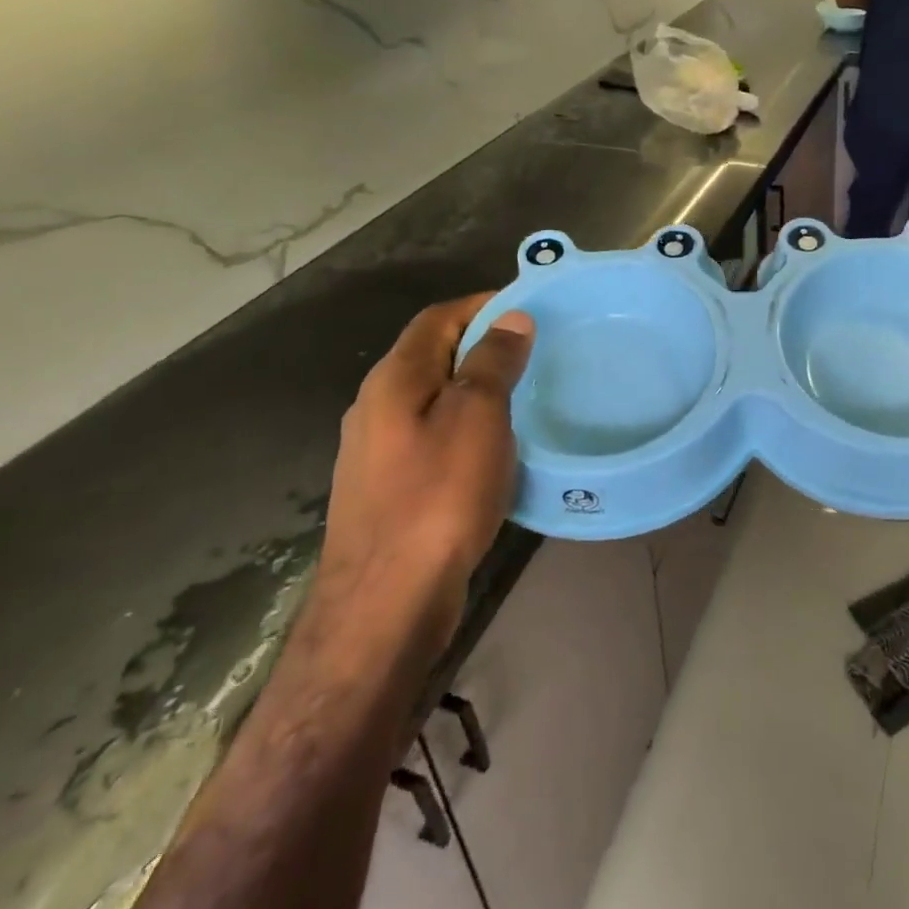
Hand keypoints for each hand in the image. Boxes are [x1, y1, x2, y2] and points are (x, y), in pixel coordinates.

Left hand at [319, 294, 533, 623]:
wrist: (386, 604)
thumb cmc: (438, 497)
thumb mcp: (477, 417)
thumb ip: (492, 362)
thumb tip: (510, 318)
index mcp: (394, 379)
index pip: (437, 318)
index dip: (480, 304)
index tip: (528, 305)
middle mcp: (375, 406)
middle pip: (430, 355)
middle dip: (479, 344)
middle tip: (533, 350)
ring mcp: (375, 451)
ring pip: (431, 398)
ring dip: (472, 387)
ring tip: (522, 394)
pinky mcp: (386, 488)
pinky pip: (430, 436)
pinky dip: (463, 426)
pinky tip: (491, 449)